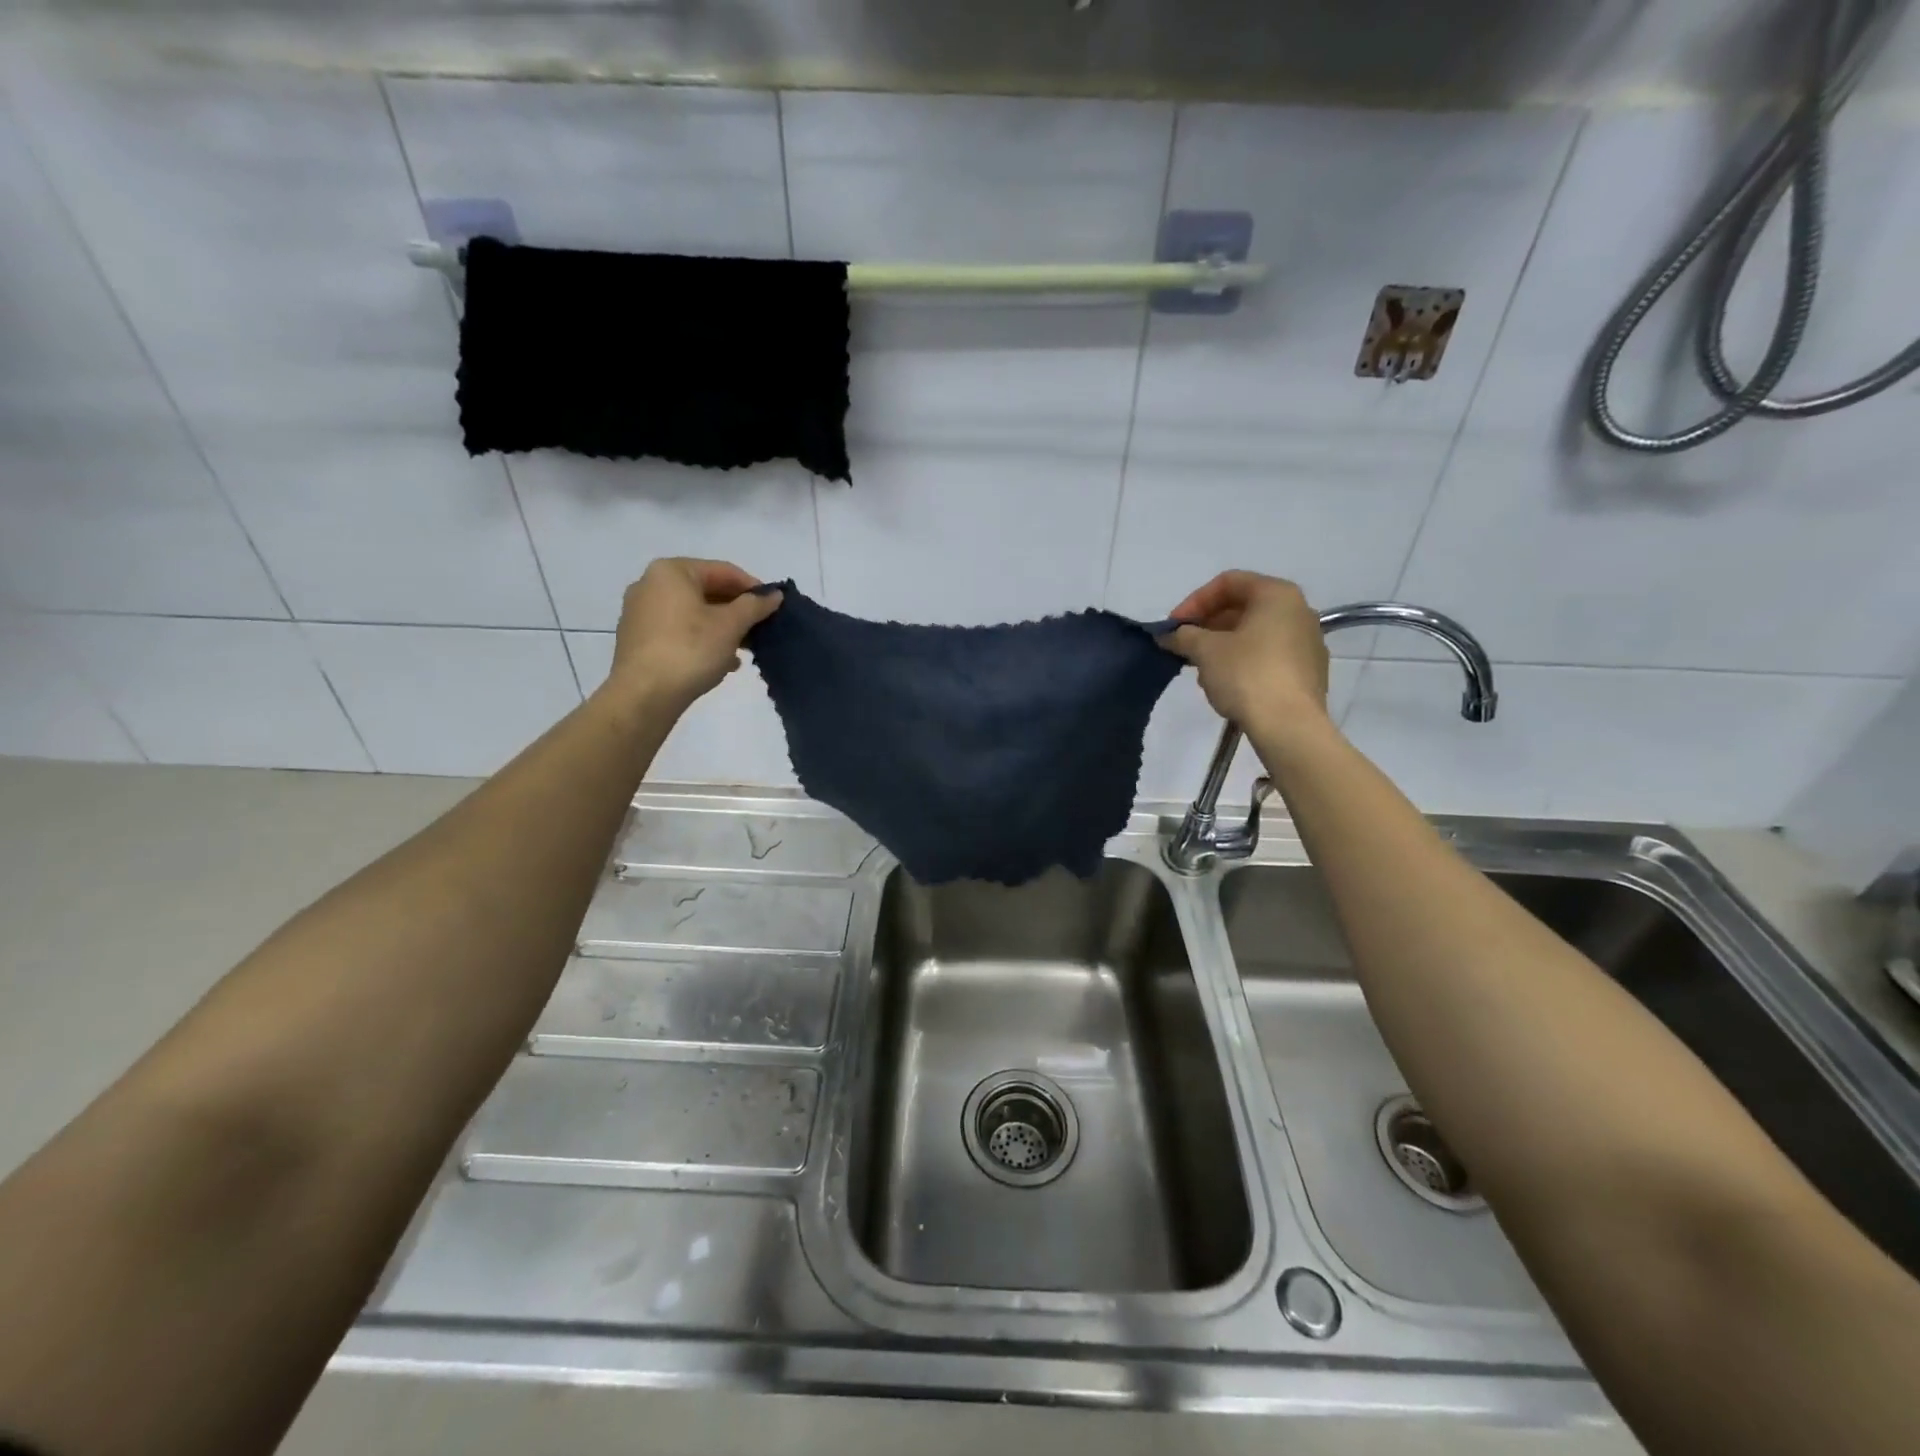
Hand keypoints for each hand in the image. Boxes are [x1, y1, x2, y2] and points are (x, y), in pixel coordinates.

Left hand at [605, 559, 782, 713]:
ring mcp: (640, 613)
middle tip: (761, 628)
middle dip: (736, 610)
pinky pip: (678, 632)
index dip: (753, 587)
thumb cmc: (690, 650)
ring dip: (722, 628)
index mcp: (671, 572)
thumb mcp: (730, 626)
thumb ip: (754, 606)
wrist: (643, 696)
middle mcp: (650, 585)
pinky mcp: (638, 640)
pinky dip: (701, 640)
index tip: (774, 606)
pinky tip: (721, 661)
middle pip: (706, 591)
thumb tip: (775, 595)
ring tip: (745, 649)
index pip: (723, 571)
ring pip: (692, 613)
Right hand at [1159, 570, 1330, 735]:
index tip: (1174, 627)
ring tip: (1201, 670)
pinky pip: (1269, 656)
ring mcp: (1308, 643)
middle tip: (1184, 647)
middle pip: (1243, 607)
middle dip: (1208, 625)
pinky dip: (1243, 662)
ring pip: (1255, 634)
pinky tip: (1226, 685)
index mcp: (1277, 595)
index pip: (1228, 582)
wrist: (1289, 726)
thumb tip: (1169, 635)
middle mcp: (1299, 611)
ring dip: (1222, 646)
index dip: (1194, 601)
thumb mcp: (1205, 650)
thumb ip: (1183, 635)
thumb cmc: (1247, 675)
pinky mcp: (1309, 673)